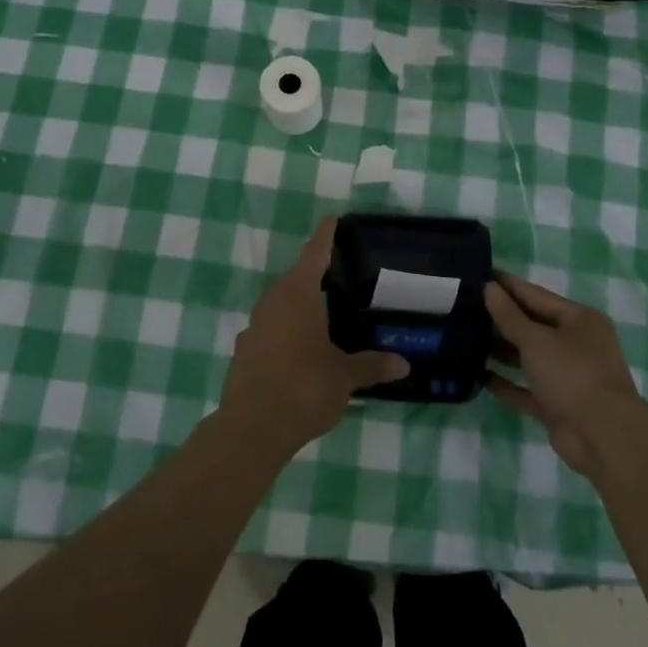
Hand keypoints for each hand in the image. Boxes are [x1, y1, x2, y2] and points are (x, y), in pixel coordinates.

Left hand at [218, 217, 409, 457]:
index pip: (315, 254)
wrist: (251, 428)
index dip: (325, 236)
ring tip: (322, 314)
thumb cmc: (304, 389)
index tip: (331, 218)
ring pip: (280, 305)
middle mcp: (272, 302)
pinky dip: (285, 331)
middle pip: (295, 279)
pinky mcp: (243, 351)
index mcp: (298, 296)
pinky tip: (298, 350)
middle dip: (315, 275)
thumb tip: (404, 364)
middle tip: (339, 275)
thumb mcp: (345, 377)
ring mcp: (254, 326)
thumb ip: (372, 365)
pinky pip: (269, 330)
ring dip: (298, 305)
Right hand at [485, 272, 646, 479]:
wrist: (604, 437)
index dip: (507, 285)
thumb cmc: (572, 375)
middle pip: (532, 325)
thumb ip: (509, 315)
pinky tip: (479, 375)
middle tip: (464, 307)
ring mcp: (567, 376)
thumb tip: (489, 288)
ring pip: (528, 357)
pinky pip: (527, 388)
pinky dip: (507, 382)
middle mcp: (576, 343)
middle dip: (500, 318)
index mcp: (578, 319)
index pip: (535, 294)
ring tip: (465, 337)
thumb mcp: (536, 340)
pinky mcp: (557, 404)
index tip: (478, 274)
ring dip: (501, 349)